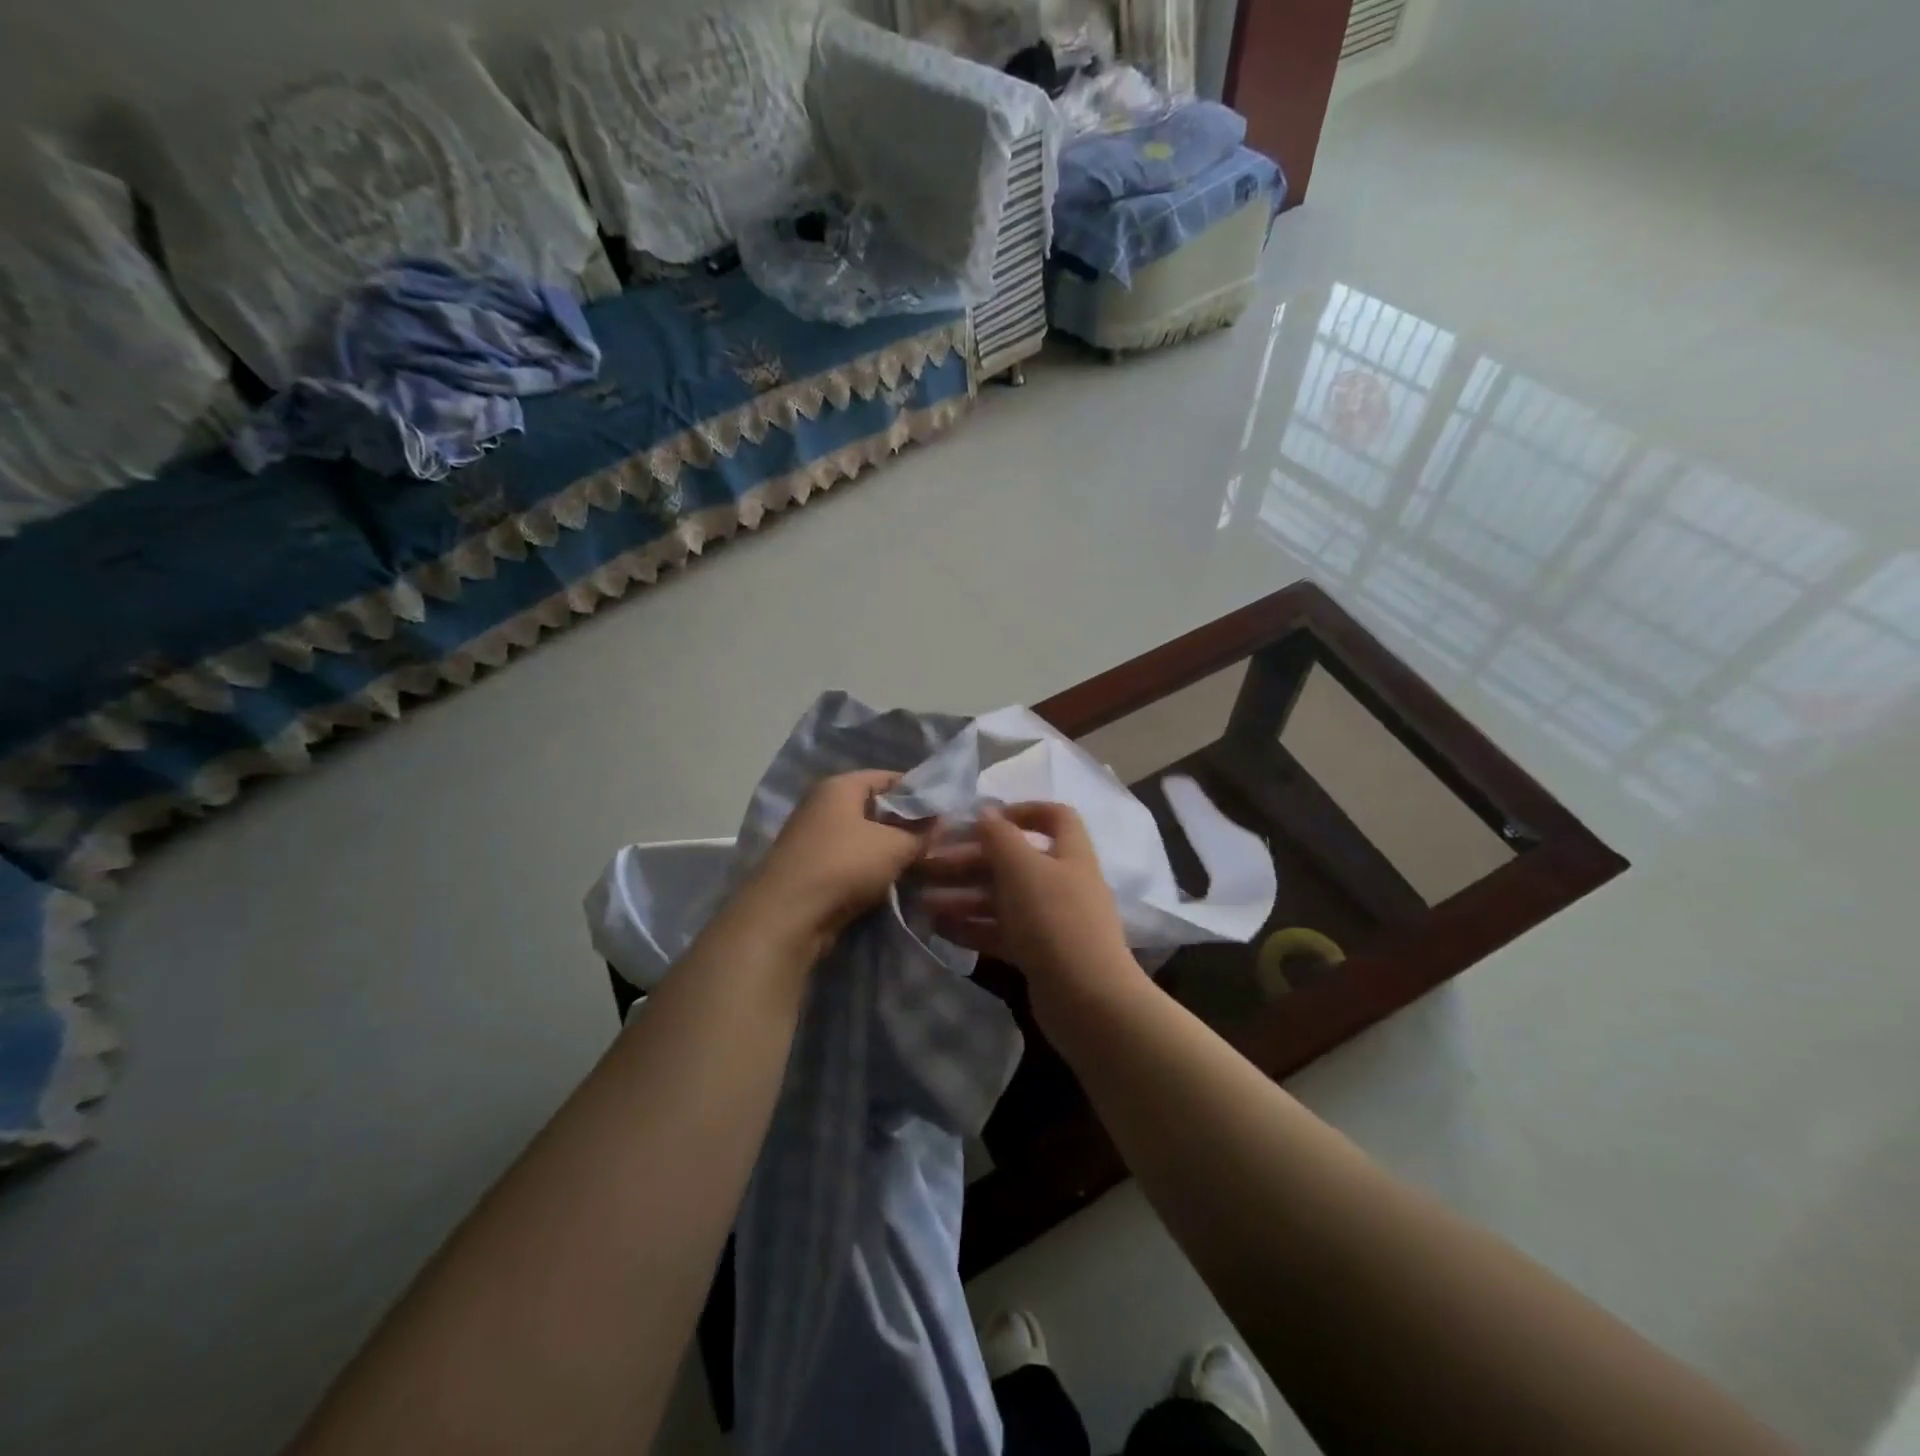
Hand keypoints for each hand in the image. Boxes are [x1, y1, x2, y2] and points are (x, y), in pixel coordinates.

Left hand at [741, 770, 929, 954]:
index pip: (889, 777)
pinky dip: (870, 867)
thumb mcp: (895, 847)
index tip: (945, 812)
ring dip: (888, 849)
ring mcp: (813, 836)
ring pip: (863, 836)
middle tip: (936, 840)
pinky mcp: (810, 867)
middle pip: (875, 807)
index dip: (919, 793)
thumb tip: (940, 823)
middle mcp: (822, 804)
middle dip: (905, 823)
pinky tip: (892, 882)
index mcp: (840, 786)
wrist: (788, 916)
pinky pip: (850, 859)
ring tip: (919, 863)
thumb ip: (922, 833)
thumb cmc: (844, 865)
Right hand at [920, 802, 1137, 999]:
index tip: (983, 820)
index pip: (1055, 817)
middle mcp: (1063, 882)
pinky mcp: (1039, 954)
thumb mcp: (1022, 868)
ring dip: (964, 896)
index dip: (1022, 810)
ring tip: (925, 903)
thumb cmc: (1054, 919)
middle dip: (971, 861)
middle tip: (930, 866)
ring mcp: (1052, 921)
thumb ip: (1000, 836)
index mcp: (1070, 854)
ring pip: (1003, 899)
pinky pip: (1001, 932)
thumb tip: (985, 813)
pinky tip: (940, 929)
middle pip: (1015, 861)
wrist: (1087, 999)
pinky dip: (972, 927)